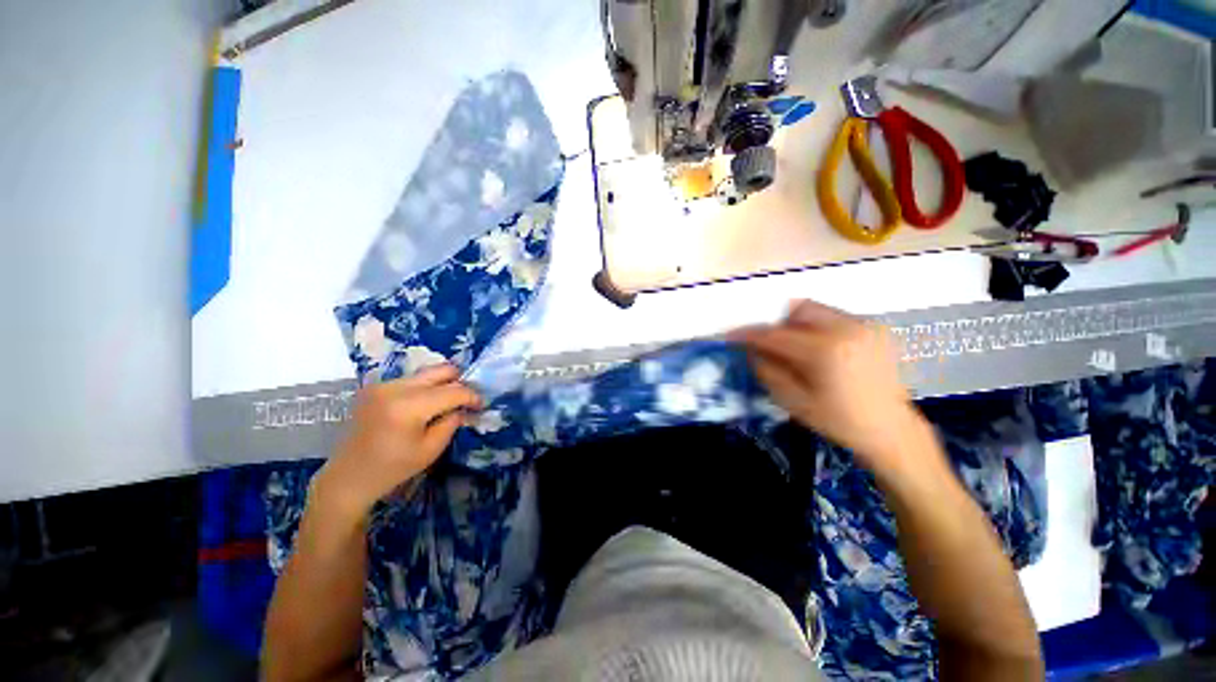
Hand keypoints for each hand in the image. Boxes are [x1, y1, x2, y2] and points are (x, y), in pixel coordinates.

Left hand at [311, 364, 480, 519]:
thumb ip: (452, 422)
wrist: (348, 476)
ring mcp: (383, 385)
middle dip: (459, 382)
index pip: (453, 391)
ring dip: (442, 385)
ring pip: (427, 373)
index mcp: (408, 407)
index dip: (472, 396)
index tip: (481, 405)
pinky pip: (412, 379)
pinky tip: (426, 405)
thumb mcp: (431, 449)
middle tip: (466, 399)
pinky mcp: (376, 387)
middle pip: (441, 371)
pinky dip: (425, 388)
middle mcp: (395, 388)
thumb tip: (464, 407)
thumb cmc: (392, 468)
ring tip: (448, 403)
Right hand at [732, 300, 928, 468]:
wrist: (891, 431)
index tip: (731, 336)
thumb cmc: (838, 421)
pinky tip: (818, 348)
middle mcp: (847, 329)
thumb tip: (751, 350)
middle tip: (767, 342)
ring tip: (793, 346)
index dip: (749, 334)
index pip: (776, 334)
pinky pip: (834, 317)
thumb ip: (767, 370)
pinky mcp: (874, 329)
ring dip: (796, 323)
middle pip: (798, 309)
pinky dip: (817, 326)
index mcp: (825, 351)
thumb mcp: (793, 401)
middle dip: (776, 322)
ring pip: (817, 309)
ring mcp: (865, 326)